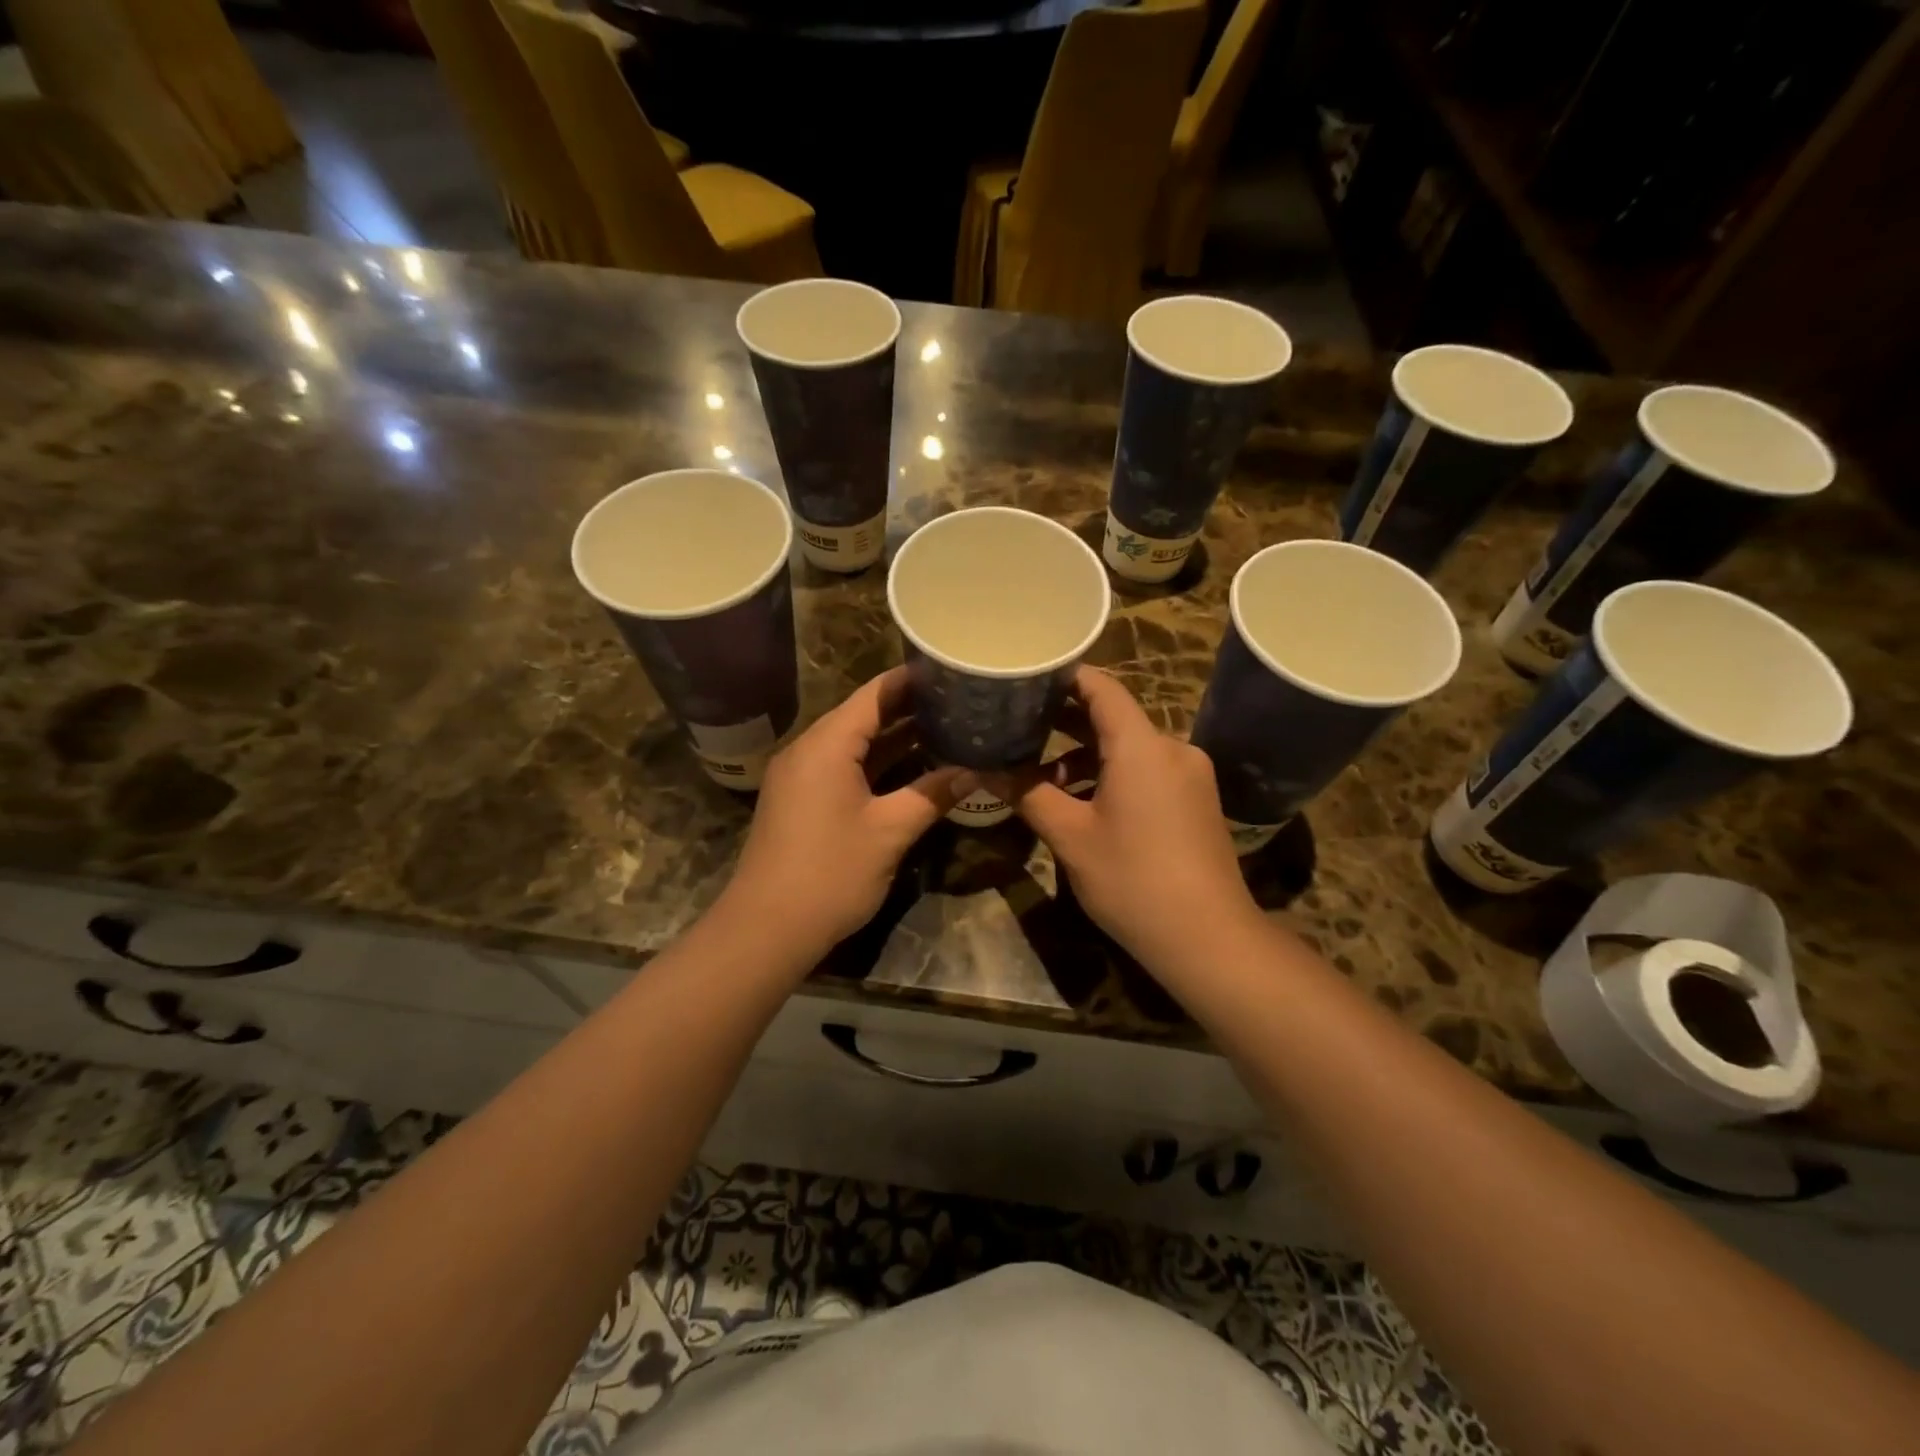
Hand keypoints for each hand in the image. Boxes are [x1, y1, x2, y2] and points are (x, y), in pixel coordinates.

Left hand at [721, 667, 974, 953]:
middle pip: (863, 715)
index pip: (875, 694)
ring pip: (854, 744)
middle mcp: (809, 749)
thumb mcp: (890, 832)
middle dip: (910, 708)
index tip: (951, 670)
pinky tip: (911, 767)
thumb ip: (932, 794)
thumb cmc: (830, 873)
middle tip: (958, 700)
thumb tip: (974, 770)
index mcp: (827, 744)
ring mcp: (801, 776)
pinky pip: (843, 767)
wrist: (766, 928)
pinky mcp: (801, 800)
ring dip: (895, 737)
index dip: (913, 679)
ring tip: (946, 727)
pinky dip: (876, 763)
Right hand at [998, 667, 1259, 968]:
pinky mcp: (1196, 801)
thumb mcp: (1070, 837)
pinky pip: (1148, 771)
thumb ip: (1027, 794)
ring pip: (1130, 749)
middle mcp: (1172, 748)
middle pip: (1114, 717)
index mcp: (1142, 745)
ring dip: (1086, 756)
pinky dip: (1113, 775)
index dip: (1063, 677)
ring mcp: (1190, 775)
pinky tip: (1082, 801)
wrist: (1208, 939)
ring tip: (1039, 774)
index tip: (1026, 677)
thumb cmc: (1132, 879)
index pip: (1101, 688)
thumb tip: (984, 771)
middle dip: (1065, 721)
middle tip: (1018, 723)